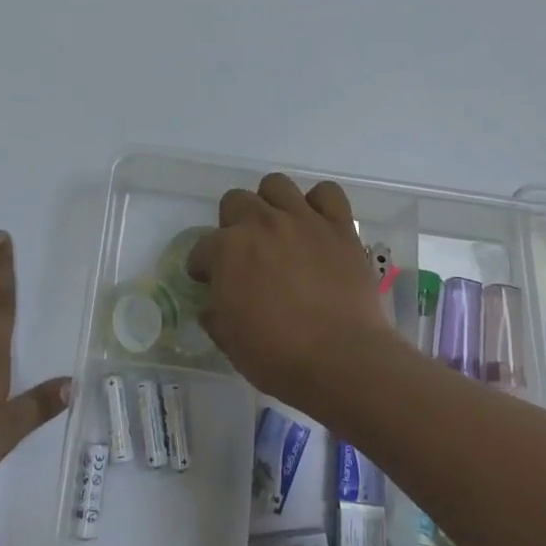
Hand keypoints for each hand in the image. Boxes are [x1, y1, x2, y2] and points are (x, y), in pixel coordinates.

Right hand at [186, 174, 403, 415]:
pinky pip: (327, 193)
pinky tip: (317, 224)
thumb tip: (213, 308)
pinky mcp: (339, 226)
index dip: (203, 266)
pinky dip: (319, 203)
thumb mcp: (231, 344)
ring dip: (270, 203)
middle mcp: (261, 224)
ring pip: (276, 185)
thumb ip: (217, 317)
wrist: (343, 360)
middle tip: (243, 252)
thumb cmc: (279, 357)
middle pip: (235, 201)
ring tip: (277, 229)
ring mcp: (302, 220)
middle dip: (232, 224)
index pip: (202, 248)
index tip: (208, 280)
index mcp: (227, 251)